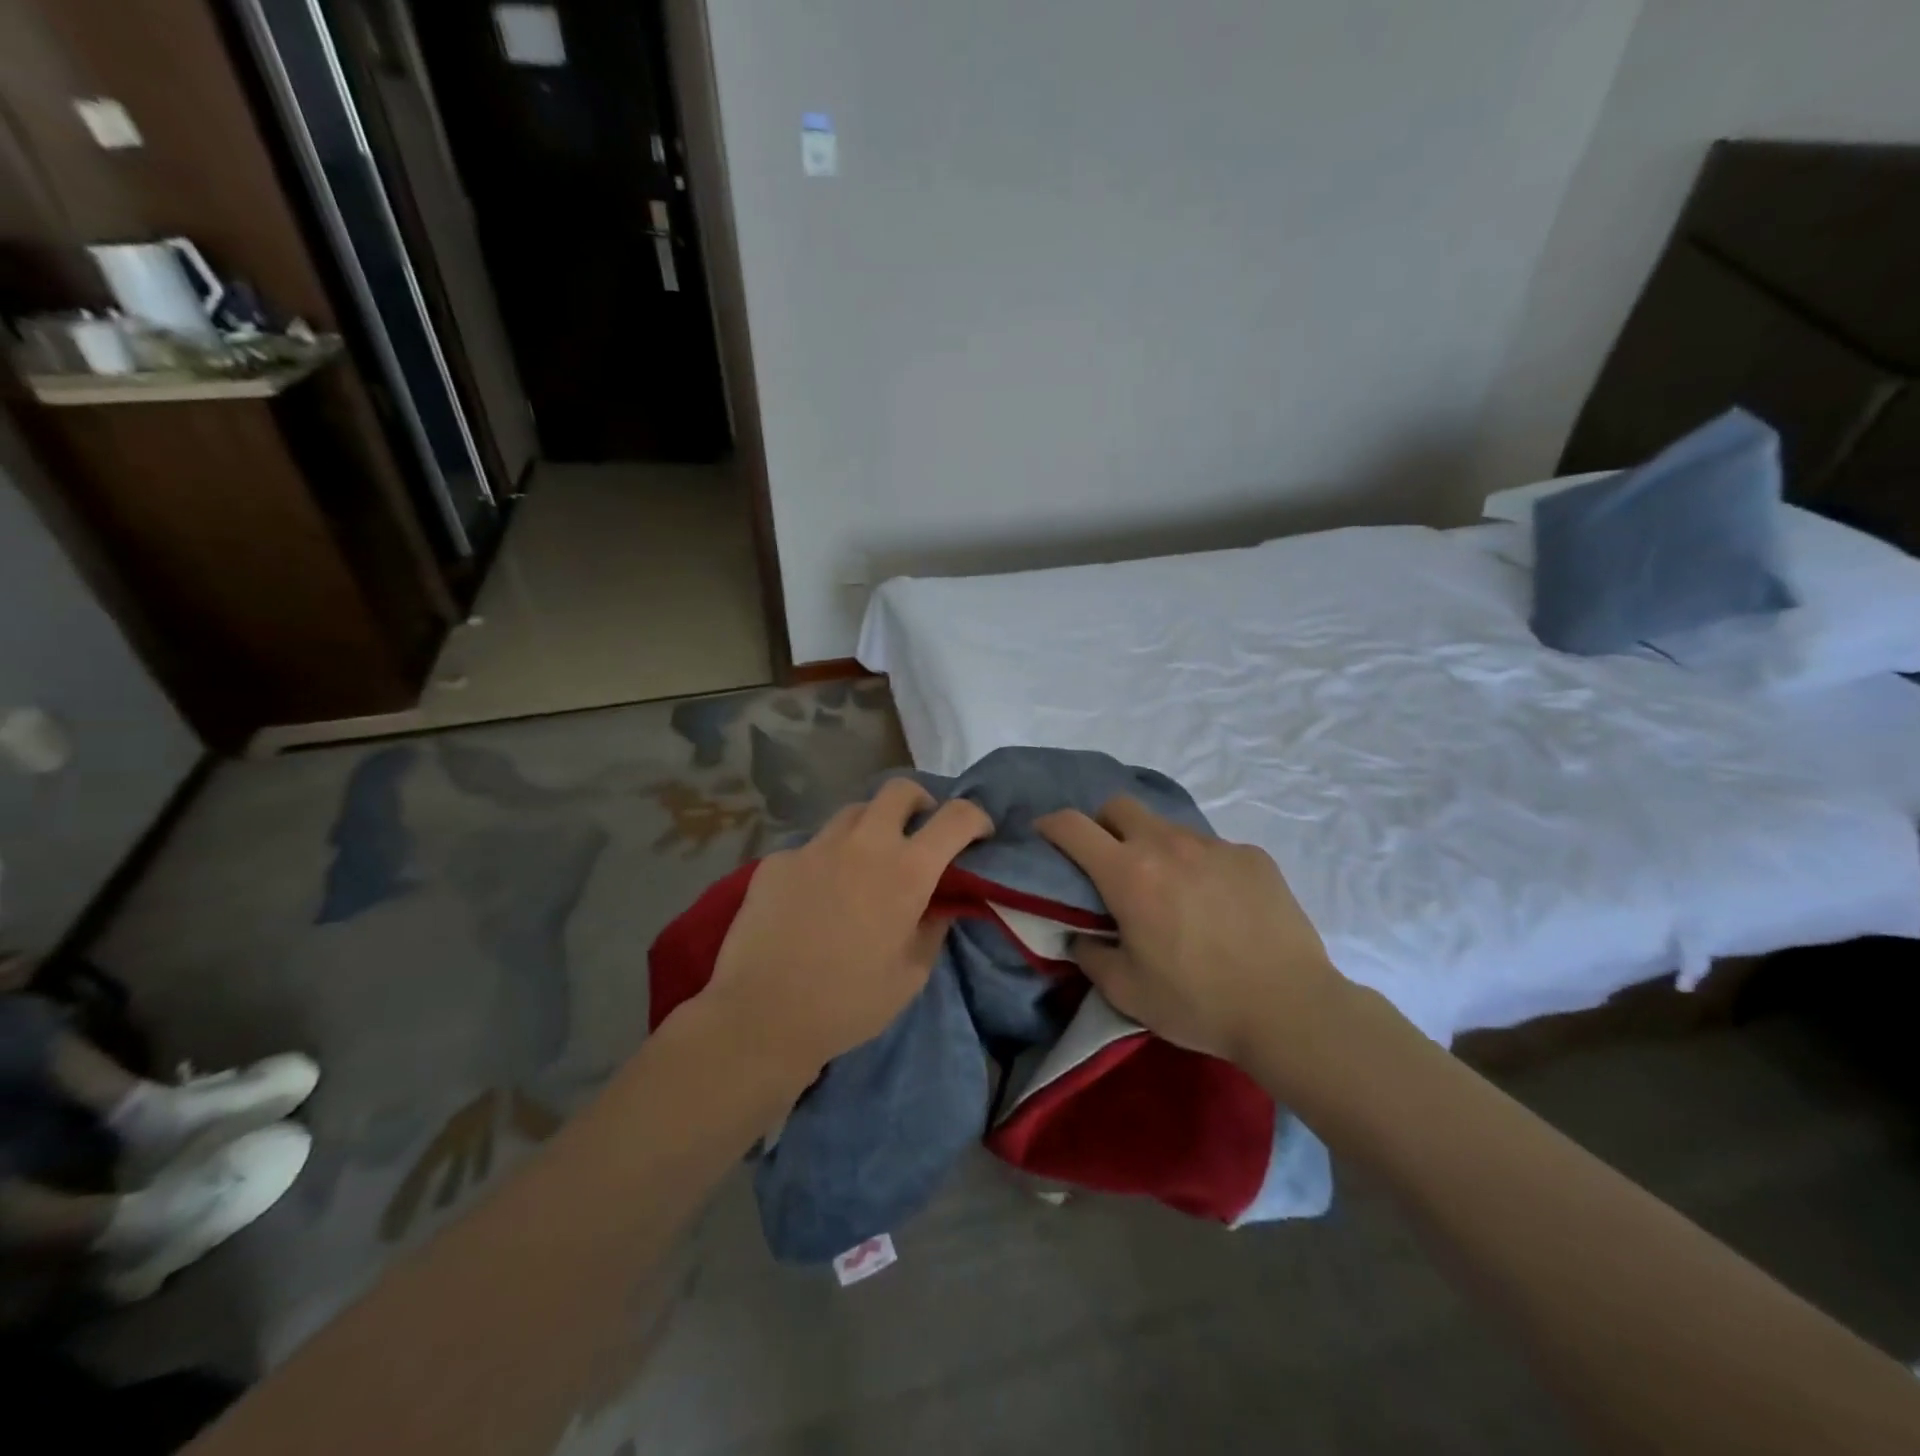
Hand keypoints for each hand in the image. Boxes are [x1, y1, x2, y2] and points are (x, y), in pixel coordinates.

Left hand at [703, 778, 991, 1076]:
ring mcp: (815, 846)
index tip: (978, 835)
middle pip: (900, 790)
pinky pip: (813, 846)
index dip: (976, 819)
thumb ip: (933, 927)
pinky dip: (828, 860)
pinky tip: (817, 895)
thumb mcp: (910, 974)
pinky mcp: (778, 859)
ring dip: (872, 827)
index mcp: (906, 870)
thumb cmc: (848, 1003)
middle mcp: (863, 843)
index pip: (956, 817)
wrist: (760, 1016)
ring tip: (866, 862)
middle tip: (919, 832)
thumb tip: (943, 902)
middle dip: (920, 803)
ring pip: (854, 812)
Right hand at [1036, 797, 1339, 1063]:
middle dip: (1103, 824)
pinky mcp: (1252, 856)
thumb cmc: (1198, 1002)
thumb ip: (1090, 956)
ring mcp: (1214, 846)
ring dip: (1155, 848)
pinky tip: (1218, 905)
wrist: (1290, 1009)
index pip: (1073, 826)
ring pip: (1168, 827)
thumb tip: (1080, 937)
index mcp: (1129, 874)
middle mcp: (1168, 845)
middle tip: (1109, 861)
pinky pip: (1212, 849)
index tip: (1044, 835)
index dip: (1050, 824)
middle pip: (1120, 805)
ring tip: (1171, 891)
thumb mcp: (1127, 992)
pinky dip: (1200, 866)